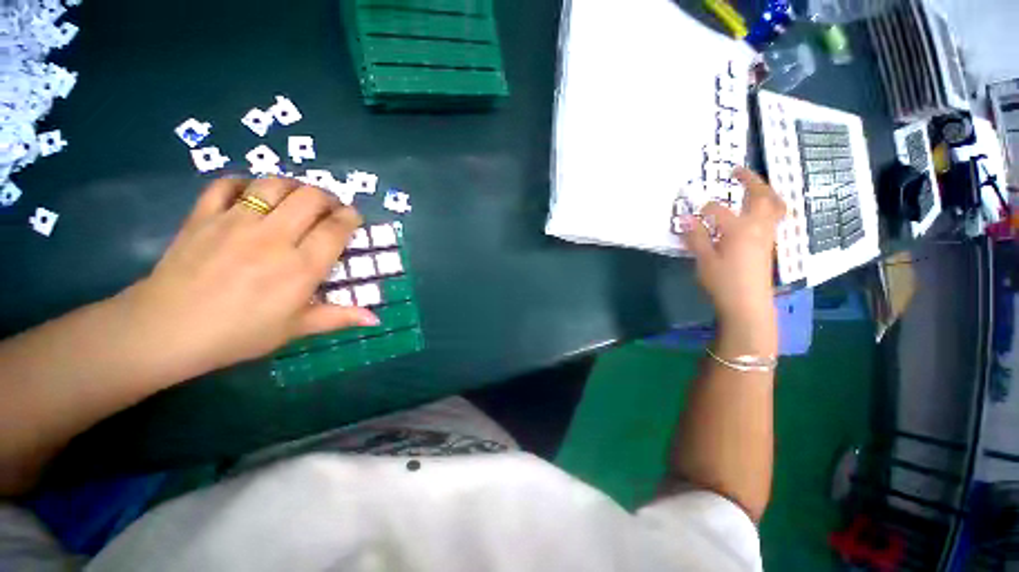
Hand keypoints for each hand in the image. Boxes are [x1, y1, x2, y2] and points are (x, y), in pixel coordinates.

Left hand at [117, 177, 378, 381]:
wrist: (166, 330)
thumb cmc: (239, 334)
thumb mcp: (295, 329)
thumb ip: (338, 318)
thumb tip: (376, 319)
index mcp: (300, 267)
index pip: (336, 229)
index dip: (350, 218)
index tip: (354, 217)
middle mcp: (273, 238)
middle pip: (310, 198)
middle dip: (328, 198)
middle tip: (329, 208)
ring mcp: (235, 222)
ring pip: (274, 184)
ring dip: (293, 186)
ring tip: (297, 198)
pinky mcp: (203, 216)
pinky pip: (227, 185)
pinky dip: (244, 183)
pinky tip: (251, 194)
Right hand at [676, 168, 785, 354]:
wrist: (748, 304)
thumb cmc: (723, 282)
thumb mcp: (704, 259)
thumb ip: (696, 236)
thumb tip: (685, 219)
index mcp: (739, 229)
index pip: (717, 210)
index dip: (701, 210)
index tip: (689, 214)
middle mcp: (758, 226)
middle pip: (761, 195)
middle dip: (750, 180)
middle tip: (736, 170)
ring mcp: (767, 235)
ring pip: (774, 204)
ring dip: (765, 190)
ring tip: (752, 185)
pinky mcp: (769, 244)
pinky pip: (775, 216)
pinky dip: (768, 205)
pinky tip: (756, 210)